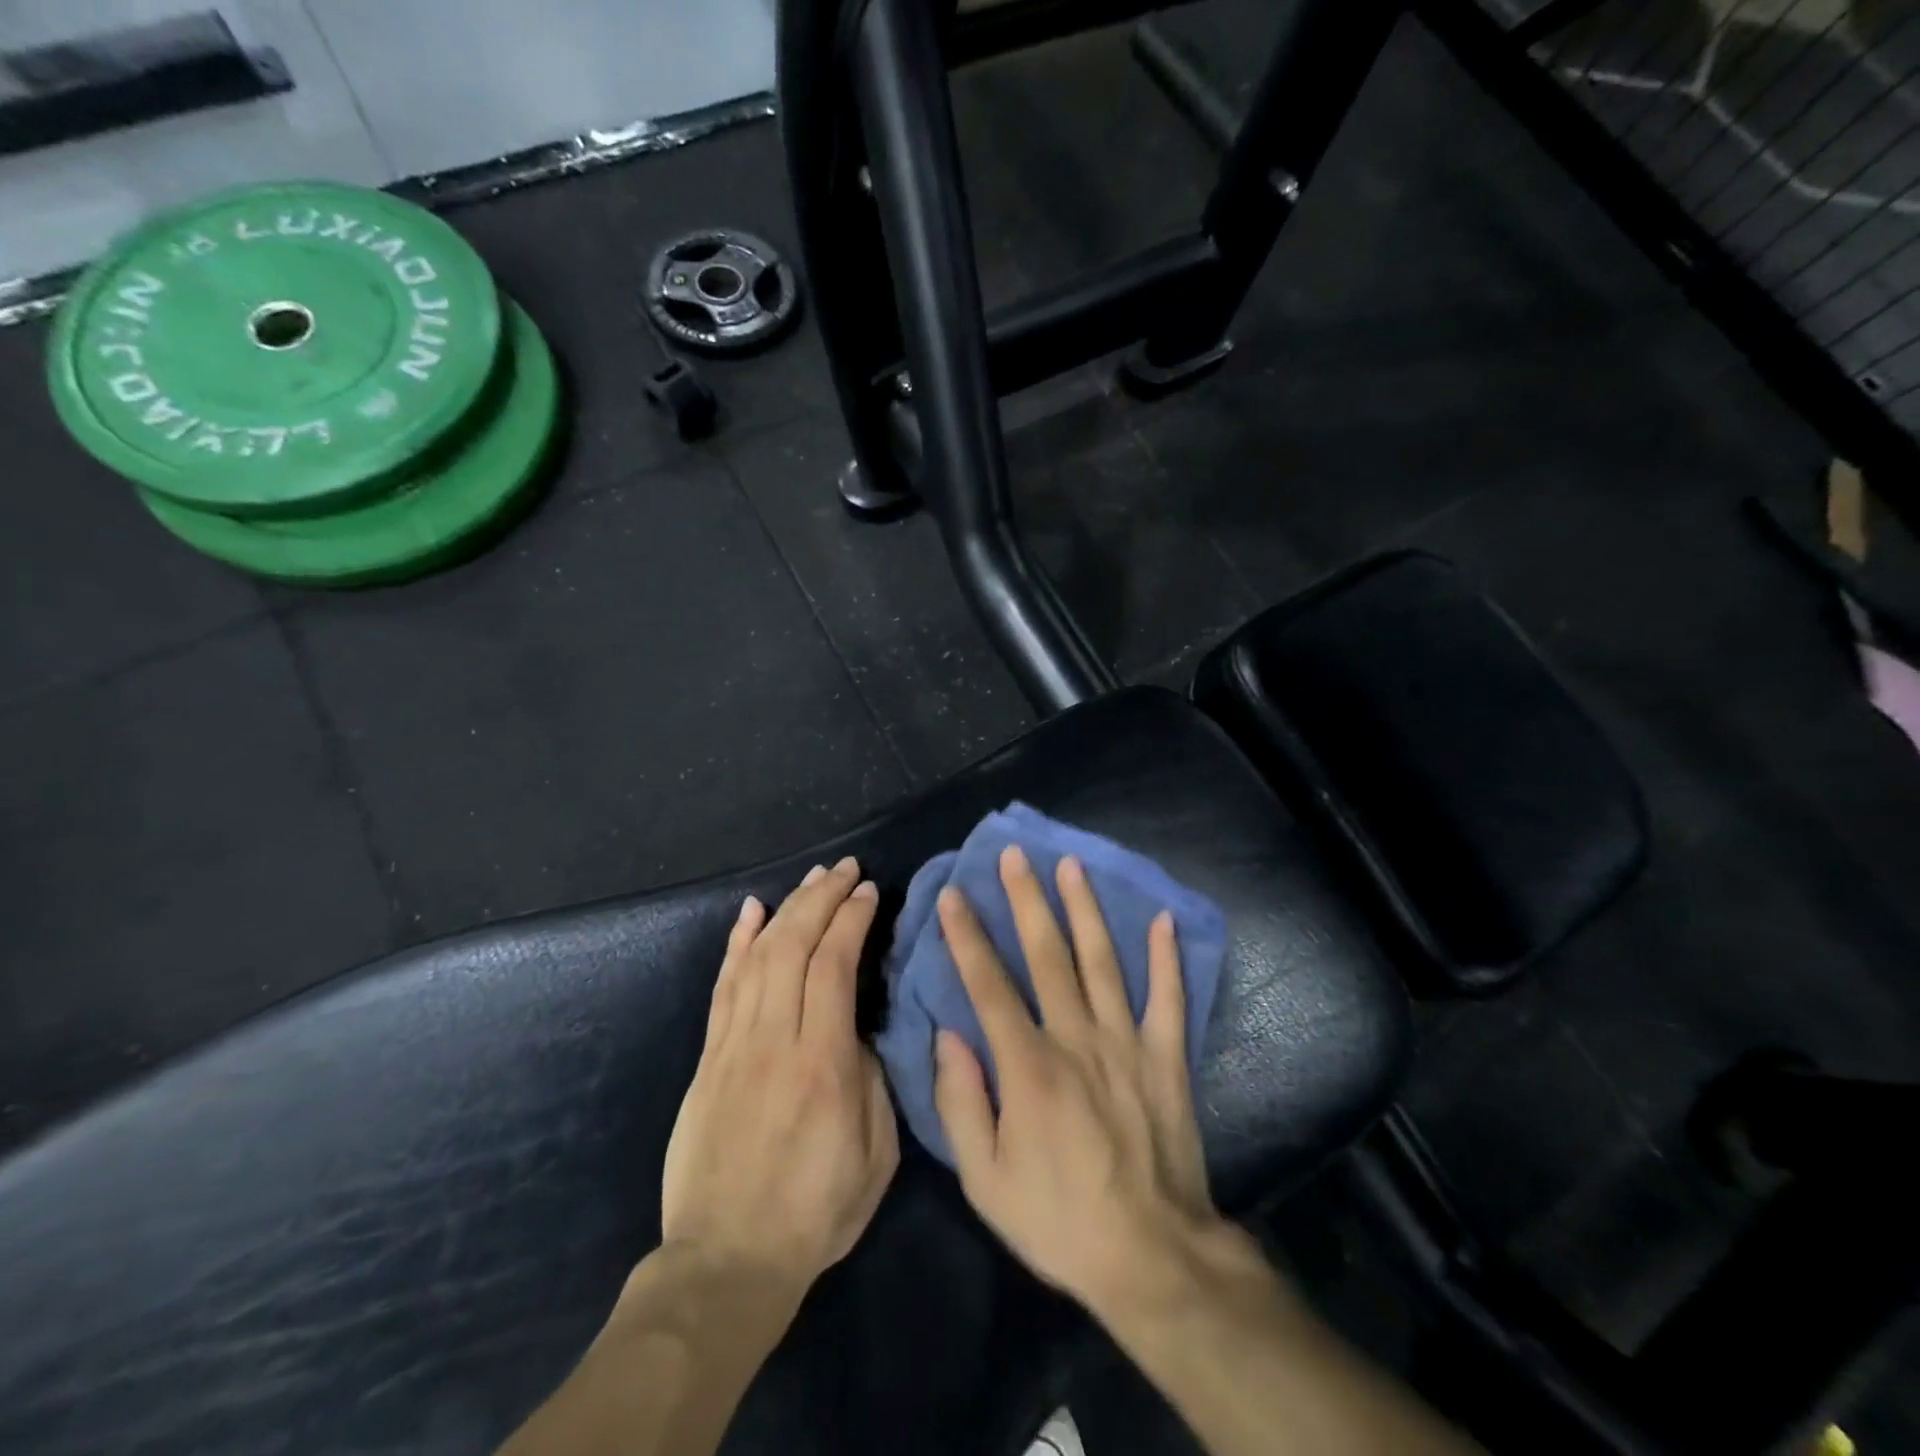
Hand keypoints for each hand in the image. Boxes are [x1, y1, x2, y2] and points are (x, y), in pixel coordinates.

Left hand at [659, 857, 899, 1299]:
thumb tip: (860, 1027)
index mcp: (823, 1064)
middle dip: (822, 898)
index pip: (834, 966)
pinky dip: (737, 943)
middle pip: (794, 946)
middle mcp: (775, 1041)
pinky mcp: (708, 1058)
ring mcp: (734, 1046)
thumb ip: (873, 1079)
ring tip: (811, 878)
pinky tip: (751, 912)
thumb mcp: (875, 1154)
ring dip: (787, 909)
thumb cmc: (815, 1211)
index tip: (870, 892)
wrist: (726, 1261)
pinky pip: (723, 986)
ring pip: (759, 956)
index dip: (852, 920)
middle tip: (845, 869)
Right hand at [931, 846, 1219, 1320]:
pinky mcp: (1166, 1057)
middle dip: (1026, 900)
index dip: (967, 936)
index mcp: (1028, 1066)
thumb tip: (948, 1035)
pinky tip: (1163, 917)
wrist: (1152, 1257)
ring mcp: (1127, 1043)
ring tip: (1071, 865)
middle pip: (1047, 955)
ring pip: (1103, 961)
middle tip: (1014, 855)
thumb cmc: (1058, 1219)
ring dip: (1085, 910)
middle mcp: (1077, 1038)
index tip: (953, 894)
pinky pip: (1169, 998)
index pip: (989, 985)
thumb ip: (961, 1102)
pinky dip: (1167, 957)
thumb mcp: (985, 1179)